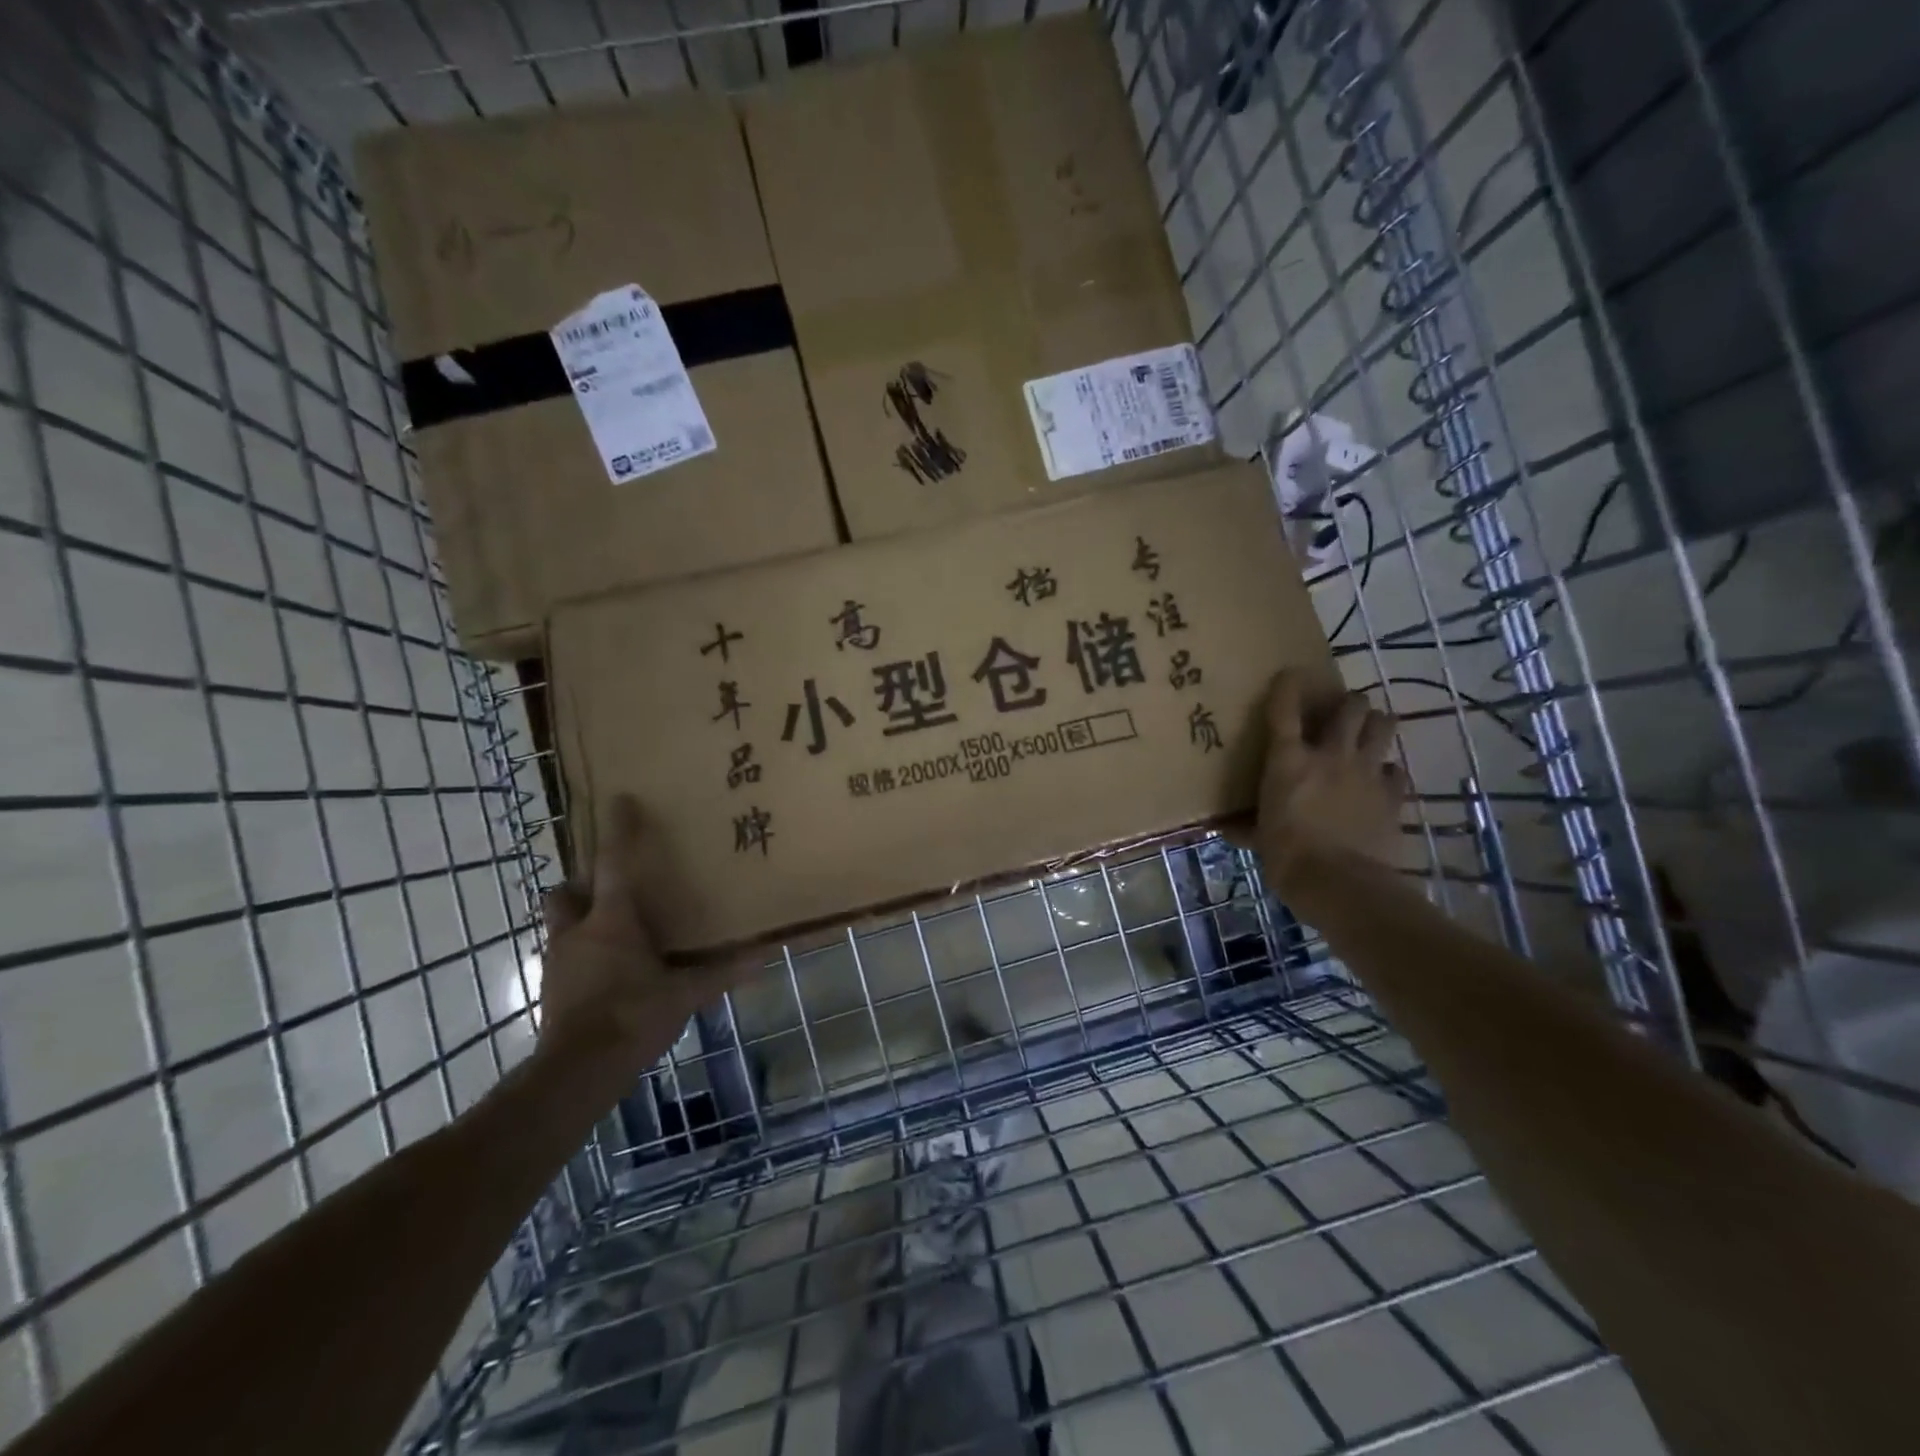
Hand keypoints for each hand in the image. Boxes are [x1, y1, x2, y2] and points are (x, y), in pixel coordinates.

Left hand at [537, 795, 740, 1077]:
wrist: (577, 1072)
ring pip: (561, 922)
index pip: (613, 864)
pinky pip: (565, 953)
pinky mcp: (552, 986)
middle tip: (609, 885)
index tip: (620, 800)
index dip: (618, 830)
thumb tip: (763, 956)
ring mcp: (558, 960)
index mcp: (611, 922)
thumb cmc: (632, 1017)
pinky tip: (607, 969)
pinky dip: (582, 951)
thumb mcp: (683, 994)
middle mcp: (578, 932)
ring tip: (612, 928)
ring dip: (580, 917)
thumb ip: (720, 973)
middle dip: (581, 882)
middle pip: (565, 891)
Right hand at [1254, 670, 1405, 888]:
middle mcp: (1331, 755)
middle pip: (1351, 707)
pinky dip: (1388, 772)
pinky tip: (1380, 782)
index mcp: (1289, 761)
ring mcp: (1367, 772)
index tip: (1290, 674)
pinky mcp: (1394, 795)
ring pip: (1383, 725)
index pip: (1285, 710)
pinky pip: (1397, 771)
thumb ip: (1246, 828)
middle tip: (1340, 715)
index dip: (1288, 686)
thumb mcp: (1260, 841)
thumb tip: (1225, 829)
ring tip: (1367, 734)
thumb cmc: (1288, 858)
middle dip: (1348, 704)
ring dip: (1375, 725)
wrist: (1342, 884)